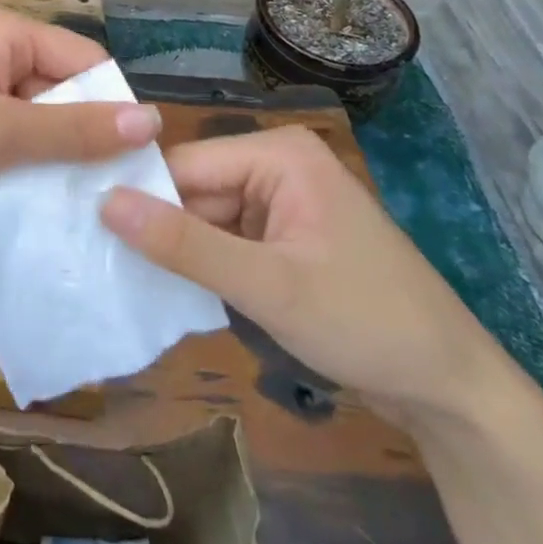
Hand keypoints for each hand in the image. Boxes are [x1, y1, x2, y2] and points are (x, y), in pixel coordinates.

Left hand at [0, 7, 160, 207]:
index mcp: (4, 33)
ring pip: (32, 126)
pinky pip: (2, 146)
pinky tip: (39, 213)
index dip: (112, 105)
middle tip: (114, 198)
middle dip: (82, 140)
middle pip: (59, 93)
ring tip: (84, 213)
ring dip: (52, 164)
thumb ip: (73, 129)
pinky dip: (20, 173)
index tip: (138, 164)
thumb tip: (152, 120)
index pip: (84, 59)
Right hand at [99, 126, 508, 424]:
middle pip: (195, 189)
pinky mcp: (285, 236)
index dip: (141, 197)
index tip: (90, 231)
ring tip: (129, 280)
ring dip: (180, 251)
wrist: (452, 390)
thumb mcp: (269, 286)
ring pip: (206, 216)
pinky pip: (227, 238)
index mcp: (278, 153)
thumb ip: (185, 245)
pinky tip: (175, 290)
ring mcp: (282, 201)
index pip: (186, 163)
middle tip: (105, 265)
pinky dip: (206, 265)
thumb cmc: (366, 323)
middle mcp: (277, 164)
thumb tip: (105, 203)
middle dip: (162, 229)